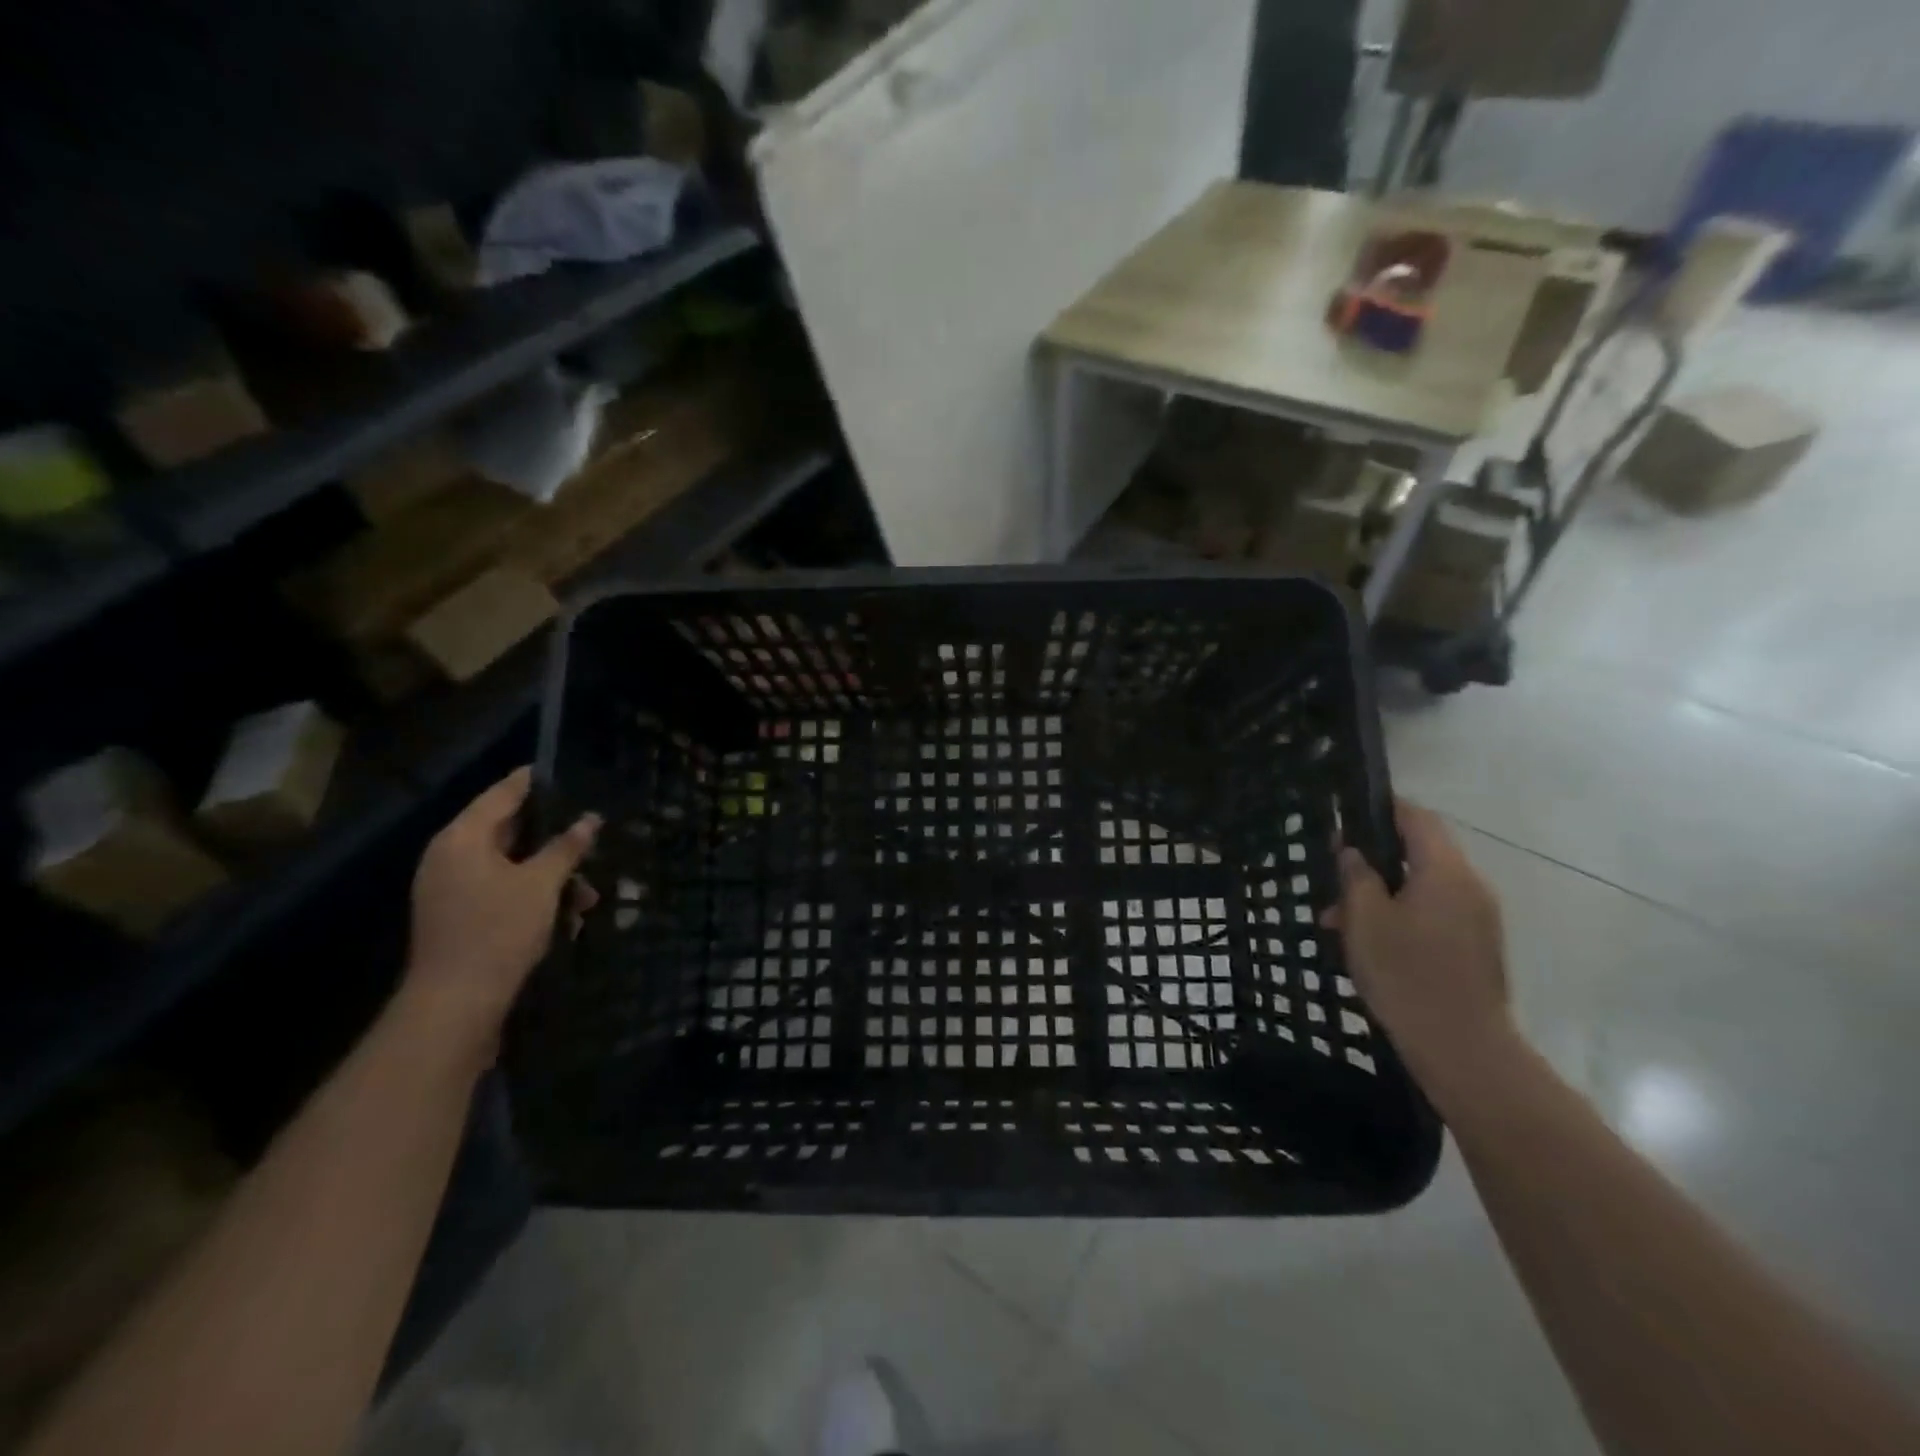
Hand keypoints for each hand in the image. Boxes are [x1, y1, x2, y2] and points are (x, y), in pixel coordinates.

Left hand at [401, 768, 600, 1053]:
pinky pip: (503, 891)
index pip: (502, 794)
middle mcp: (451, 857)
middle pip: (508, 831)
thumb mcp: (541, 884)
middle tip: (591, 835)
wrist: (455, 1004)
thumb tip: (590, 819)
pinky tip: (567, 919)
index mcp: (462, 839)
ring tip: (588, 897)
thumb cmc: (498, 931)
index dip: (534, 781)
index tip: (566, 770)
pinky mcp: (460, 916)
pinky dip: (534, 898)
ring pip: (512, 866)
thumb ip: (566, 847)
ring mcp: (452, 889)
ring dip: (552, 876)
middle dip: (555, 839)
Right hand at [1329, 799, 1514, 1100]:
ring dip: (1382, 893)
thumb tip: (1353, 851)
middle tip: (1333, 876)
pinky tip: (1367, 943)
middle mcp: (1470, 886)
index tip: (1347, 815)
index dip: (1383, 809)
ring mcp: (1478, 919)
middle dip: (1374, 860)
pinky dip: (1400, 915)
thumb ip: (1356, 876)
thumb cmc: (1406, 973)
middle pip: (1420, 853)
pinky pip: (1433, 914)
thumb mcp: (1364, 918)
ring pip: (1422, 887)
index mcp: (1446, 871)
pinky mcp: (1476, 947)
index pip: (1418, 818)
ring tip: (1338, 920)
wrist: (1461, 1048)